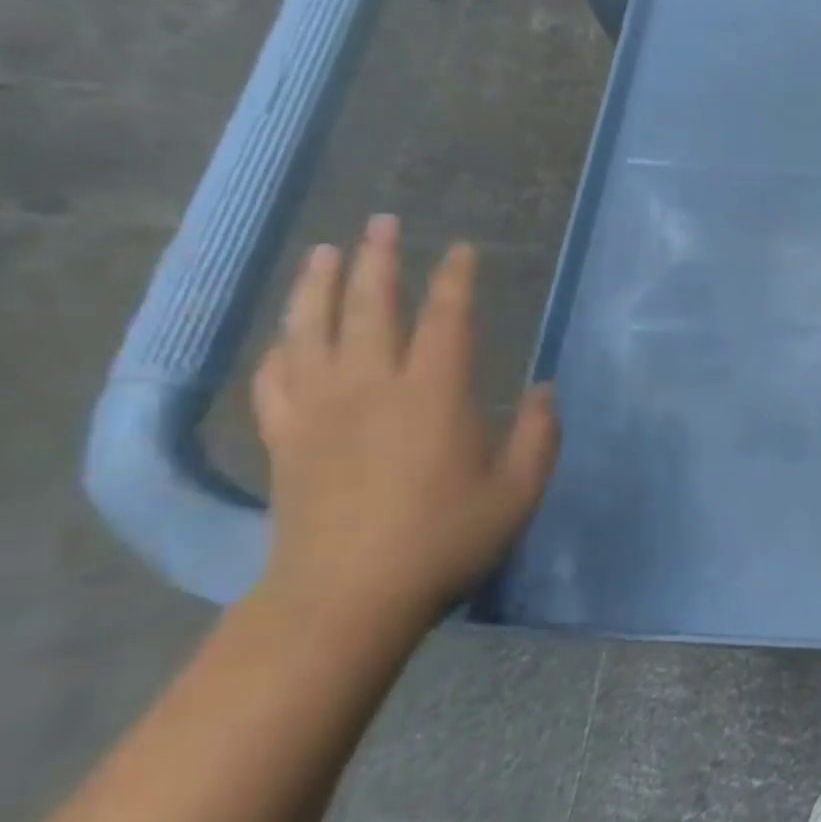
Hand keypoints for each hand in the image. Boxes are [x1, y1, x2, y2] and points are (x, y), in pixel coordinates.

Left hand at [250, 215, 560, 634]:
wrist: (345, 598)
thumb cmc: (445, 540)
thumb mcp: (518, 490)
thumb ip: (539, 434)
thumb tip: (544, 389)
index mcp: (434, 394)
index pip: (447, 318)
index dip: (456, 279)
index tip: (462, 250)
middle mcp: (372, 386)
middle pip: (370, 307)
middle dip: (378, 259)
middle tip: (382, 222)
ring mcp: (319, 410)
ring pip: (310, 330)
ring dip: (318, 285)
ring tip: (324, 252)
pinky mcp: (284, 439)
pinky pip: (275, 378)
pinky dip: (280, 348)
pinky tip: (286, 336)